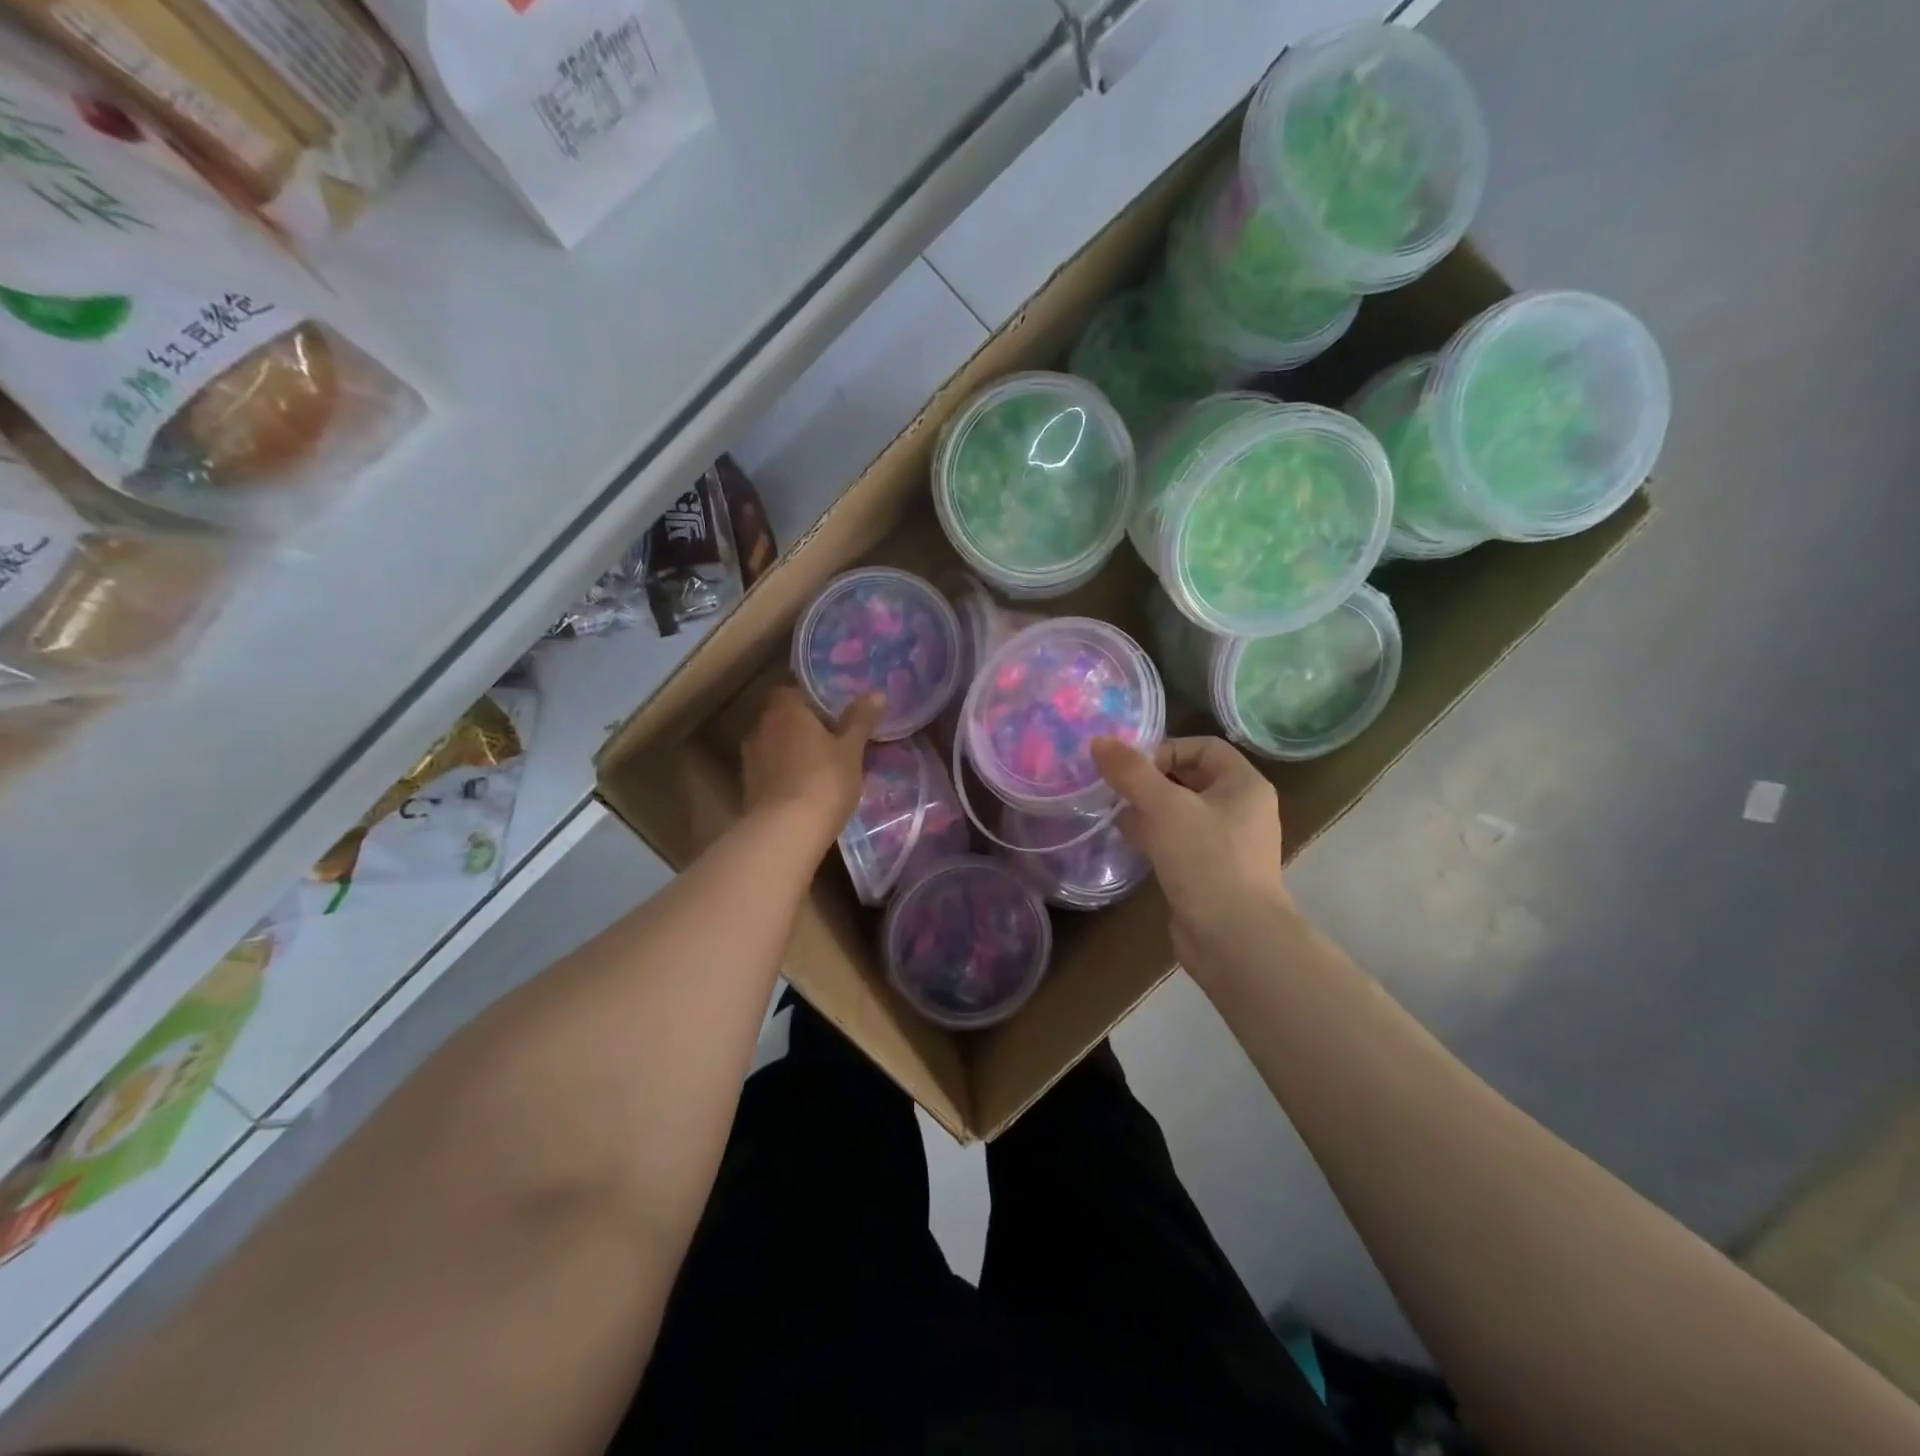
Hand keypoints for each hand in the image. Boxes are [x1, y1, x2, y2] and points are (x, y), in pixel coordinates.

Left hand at [741, 686, 882, 842]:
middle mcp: (761, 728)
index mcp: (785, 710)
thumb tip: (877, 693)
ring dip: (792, 751)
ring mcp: (751, 759)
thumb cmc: (824, 780)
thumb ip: (861, 720)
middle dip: (803, 726)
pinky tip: (805, 788)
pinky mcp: (748, 787)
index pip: (792, 691)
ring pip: (775, 745)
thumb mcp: (851, 750)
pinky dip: (784, 774)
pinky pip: (770, 770)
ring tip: (820, 766)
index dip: (811, 700)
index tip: (833, 714)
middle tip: (832, 740)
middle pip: (782, 718)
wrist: (785, 832)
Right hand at [1091, 735, 1291, 964]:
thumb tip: (1099, 741)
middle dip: (1150, 781)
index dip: (1166, 749)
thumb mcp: (1164, 807)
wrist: (1234, 938)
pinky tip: (1128, 841)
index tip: (1131, 768)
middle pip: (1191, 779)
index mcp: (1244, 785)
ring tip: (1113, 812)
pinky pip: (1180, 842)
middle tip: (1114, 788)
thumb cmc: (1206, 860)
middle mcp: (1242, 810)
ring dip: (1148, 809)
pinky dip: (1155, 836)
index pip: (1204, 747)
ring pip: (1182, 813)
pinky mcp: (1211, 873)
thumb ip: (1131, 772)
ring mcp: (1228, 844)